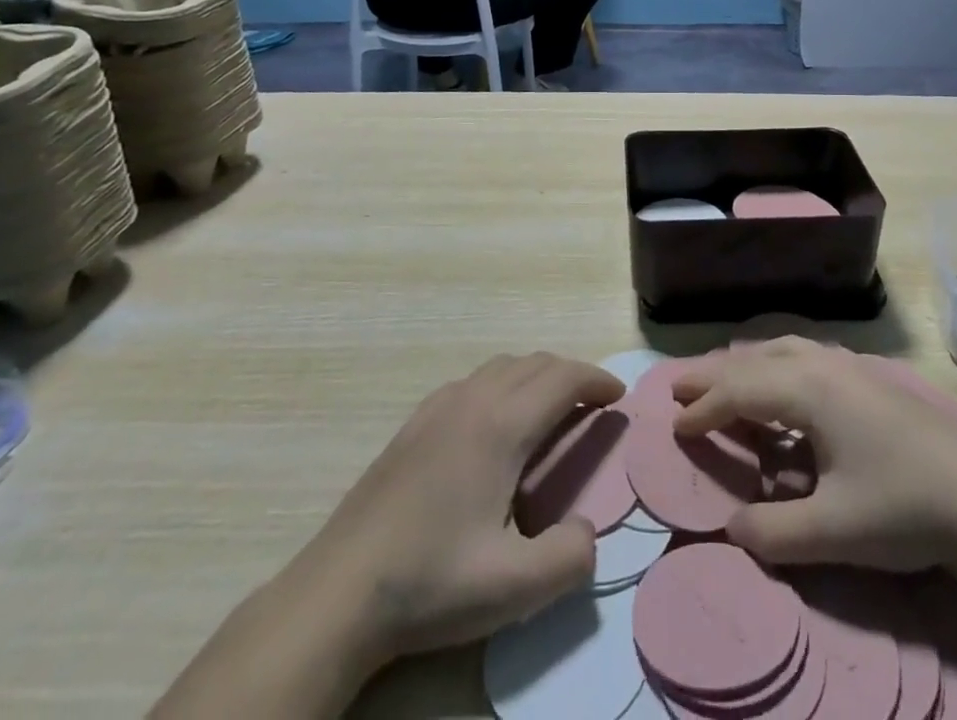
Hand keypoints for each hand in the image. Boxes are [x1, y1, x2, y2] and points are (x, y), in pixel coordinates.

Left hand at [290, 353, 622, 664]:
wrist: (338, 592)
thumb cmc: (430, 583)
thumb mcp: (512, 588)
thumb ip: (569, 558)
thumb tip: (588, 529)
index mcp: (501, 426)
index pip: (563, 378)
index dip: (596, 380)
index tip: (618, 397)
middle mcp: (473, 400)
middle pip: (535, 363)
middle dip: (571, 375)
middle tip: (592, 407)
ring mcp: (438, 407)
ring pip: (502, 367)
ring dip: (536, 377)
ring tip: (551, 412)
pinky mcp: (414, 423)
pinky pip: (473, 382)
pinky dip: (503, 385)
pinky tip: (496, 426)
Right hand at [672, 338, 956, 572]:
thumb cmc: (903, 507)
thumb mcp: (832, 531)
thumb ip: (772, 531)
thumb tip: (730, 526)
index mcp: (808, 389)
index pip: (740, 391)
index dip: (704, 409)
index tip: (675, 428)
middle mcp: (823, 364)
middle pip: (755, 360)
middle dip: (715, 374)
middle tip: (679, 386)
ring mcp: (850, 366)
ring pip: (782, 350)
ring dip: (747, 365)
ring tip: (724, 380)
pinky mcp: (870, 378)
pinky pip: (805, 357)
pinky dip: (776, 366)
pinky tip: (783, 386)